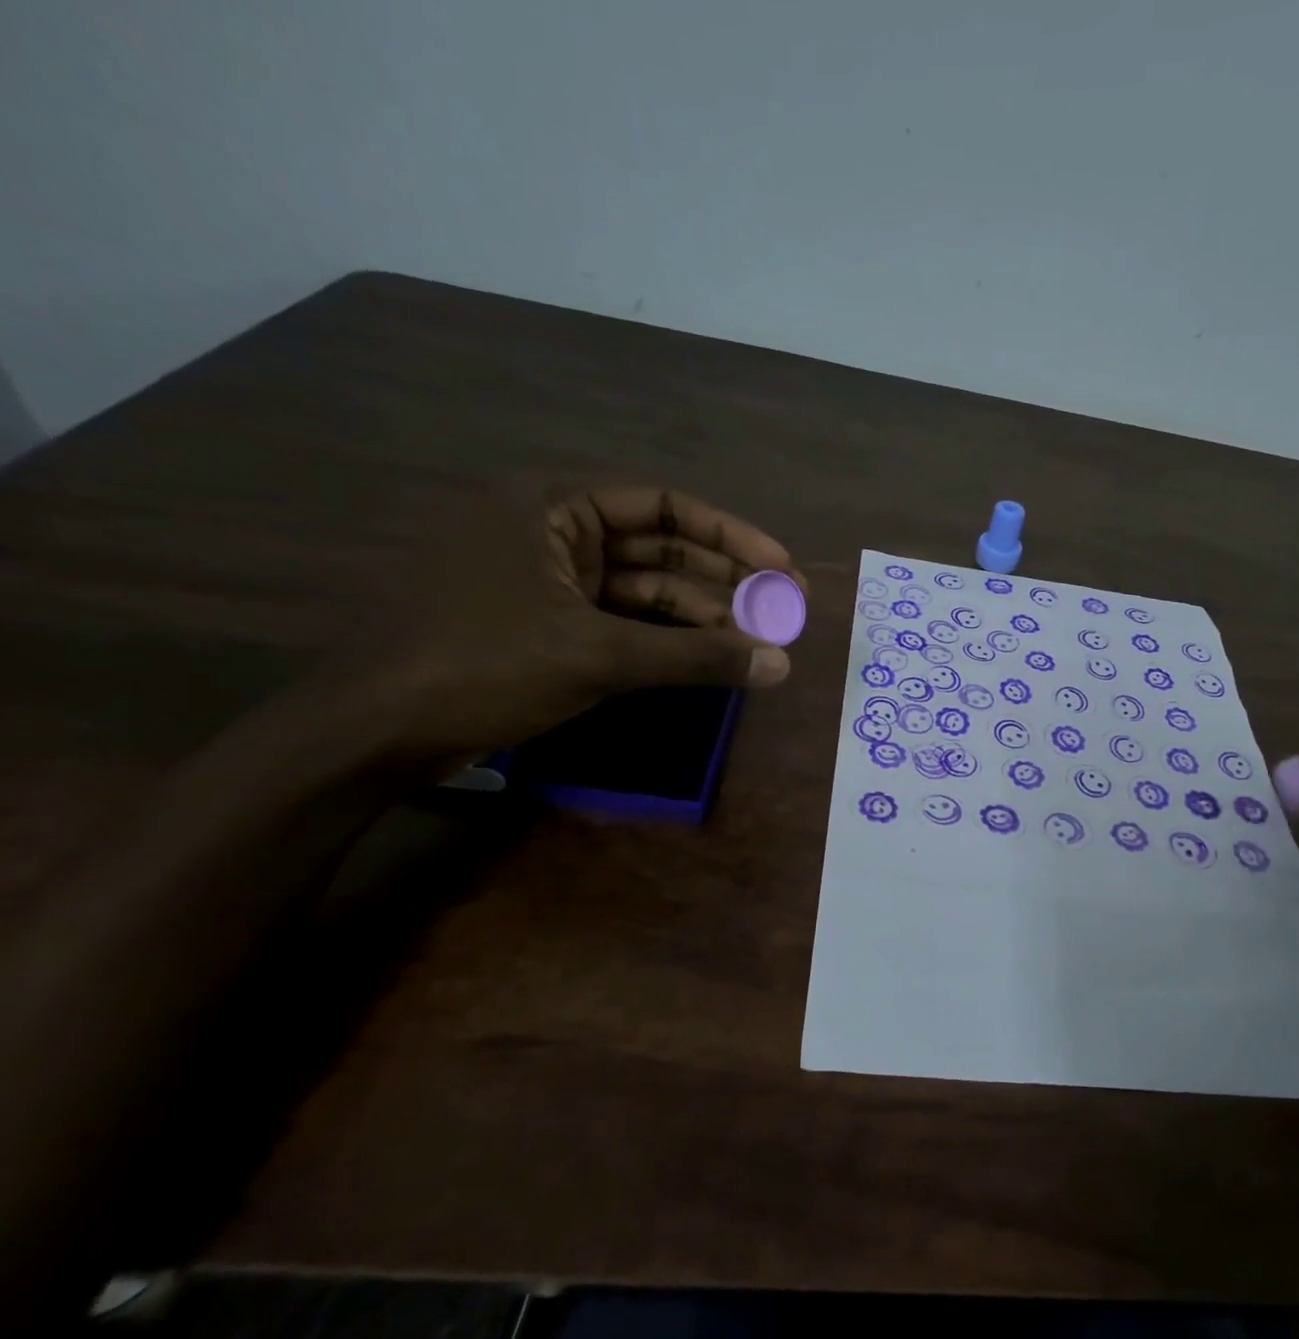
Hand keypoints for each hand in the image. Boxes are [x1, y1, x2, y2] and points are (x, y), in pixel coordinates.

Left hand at [336, 484, 803, 767]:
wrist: (373, 732)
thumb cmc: (481, 666)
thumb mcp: (597, 656)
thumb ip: (696, 657)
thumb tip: (781, 665)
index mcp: (551, 505)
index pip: (663, 506)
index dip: (731, 536)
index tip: (782, 569)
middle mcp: (550, 531)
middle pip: (659, 548)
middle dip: (723, 581)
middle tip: (784, 611)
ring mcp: (546, 581)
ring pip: (642, 590)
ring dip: (700, 615)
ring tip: (758, 642)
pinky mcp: (544, 625)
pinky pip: (620, 622)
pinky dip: (664, 640)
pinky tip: (709, 657)